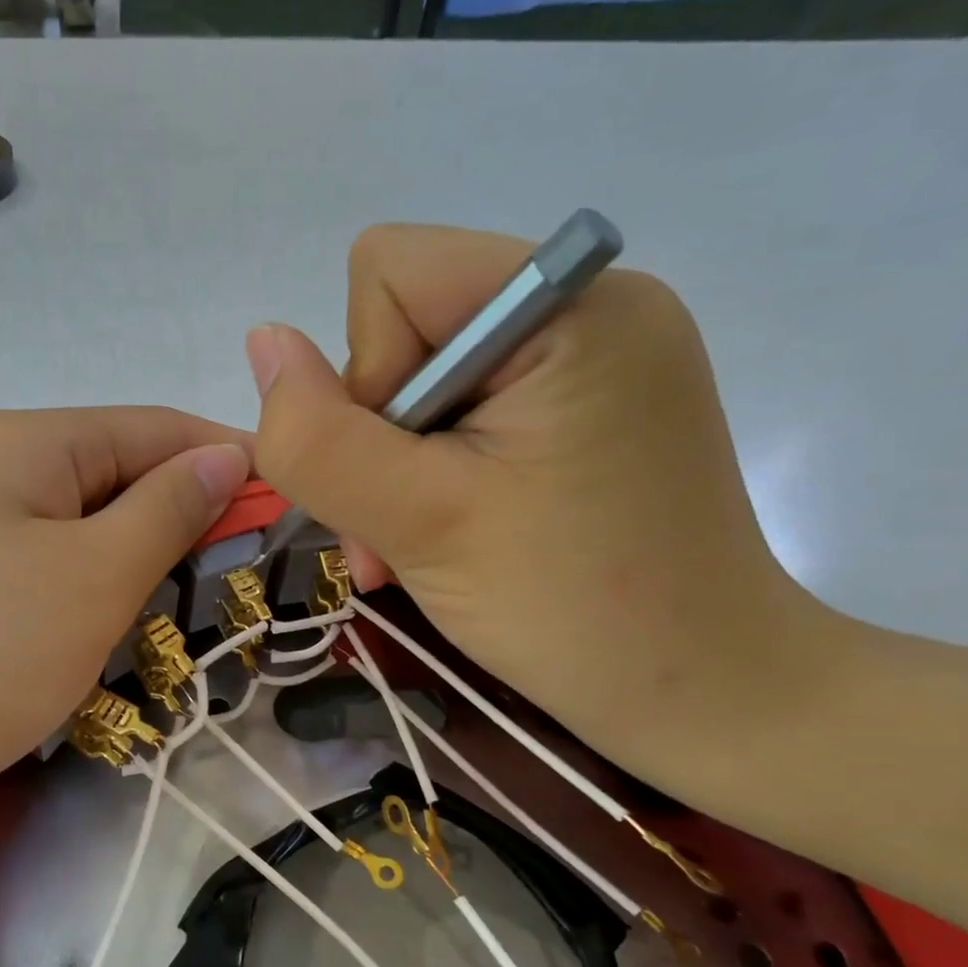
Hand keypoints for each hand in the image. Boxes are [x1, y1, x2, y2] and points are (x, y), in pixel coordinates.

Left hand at [0, 407, 249, 842]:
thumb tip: (226, 453)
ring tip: (173, 634)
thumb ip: (167, 509)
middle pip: (120, 483)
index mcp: (32, 444)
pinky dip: (81, 610)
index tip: (295, 516)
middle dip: (184, 531)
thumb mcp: (90, 578)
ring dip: (133, 579)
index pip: (161, 429)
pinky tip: (94, 653)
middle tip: (238, 595)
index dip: (234, 464)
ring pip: (81, 540)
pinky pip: (38, 582)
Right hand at [249, 224, 834, 788]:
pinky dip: (434, 472)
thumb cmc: (571, 609)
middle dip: (378, 435)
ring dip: (397, 466)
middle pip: (403, 326)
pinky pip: (465, 408)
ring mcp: (592, 357)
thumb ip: (318, 435)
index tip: (406, 471)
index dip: (366, 375)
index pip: (391, 272)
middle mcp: (588, 304)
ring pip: (421, 377)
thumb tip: (263, 341)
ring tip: (418, 545)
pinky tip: (451, 531)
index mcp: (570, 304)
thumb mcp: (417, 521)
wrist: (704, 694)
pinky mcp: (585, 406)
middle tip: (402, 531)